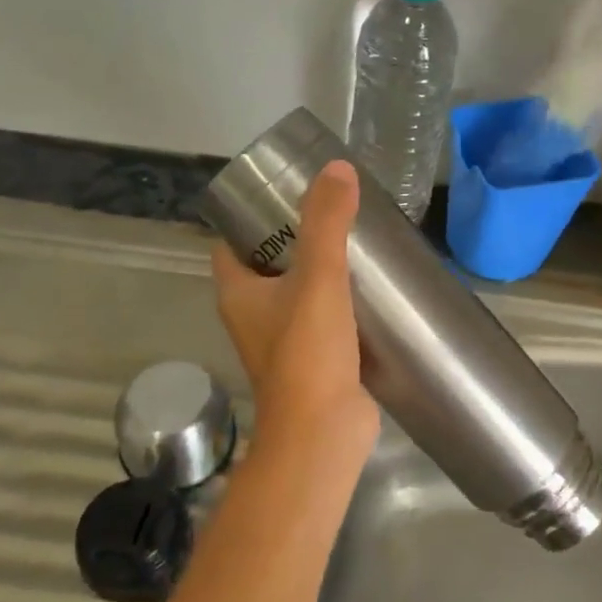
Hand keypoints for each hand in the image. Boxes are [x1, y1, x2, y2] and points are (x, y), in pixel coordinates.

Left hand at [211, 161, 379, 465]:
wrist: (324, 433)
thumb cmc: (307, 352)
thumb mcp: (318, 277)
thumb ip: (327, 222)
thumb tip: (337, 168)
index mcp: (237, 293)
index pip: (230, 243)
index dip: (249, 216)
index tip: (285, 192)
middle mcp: (252, 315)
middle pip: (267, 263)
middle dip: (294, 237)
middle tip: (331, 208)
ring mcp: (283, 340)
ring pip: (297, 290)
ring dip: (320, 268)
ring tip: (355, 238)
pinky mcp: (314, 359)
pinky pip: (323, 317)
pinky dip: (340, 299)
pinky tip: (371, 284)